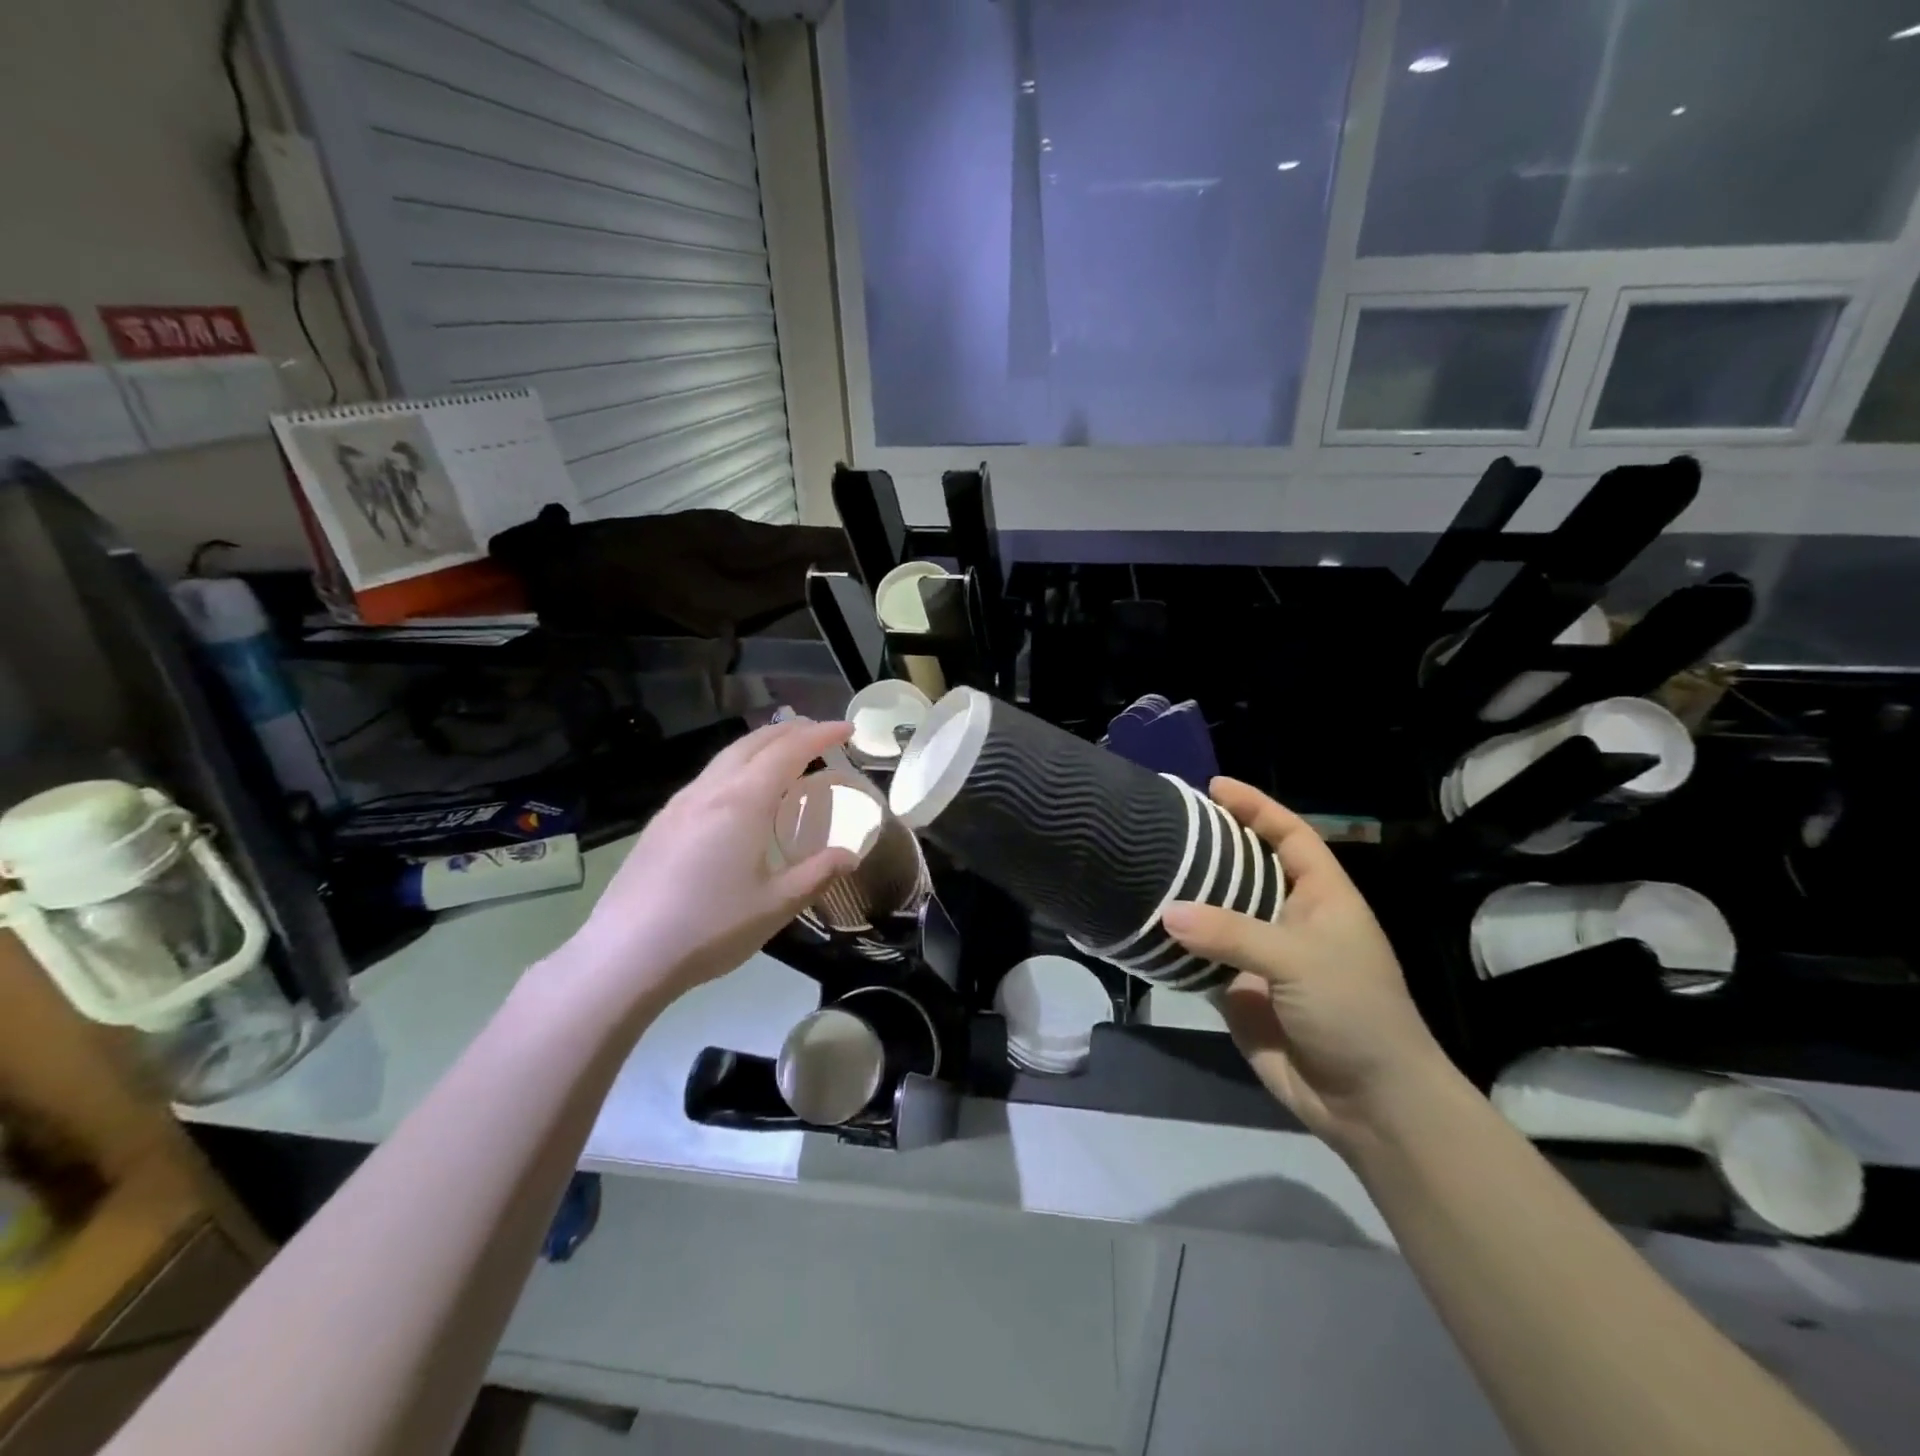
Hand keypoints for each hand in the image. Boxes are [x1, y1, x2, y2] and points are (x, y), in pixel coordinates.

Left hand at [558, 718, 858, 1010]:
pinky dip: (737, 767)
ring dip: (761, 746)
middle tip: (819, 734)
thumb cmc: (710, 928)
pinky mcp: (661, 823)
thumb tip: (849, 855)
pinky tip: (739, 794)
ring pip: (726, 757)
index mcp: (743, 801)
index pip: (789, 750)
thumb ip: (817, 874)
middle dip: (790, 731)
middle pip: (754, 742)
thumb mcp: (777, 905)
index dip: (821, 735)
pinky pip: (708, 777)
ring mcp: (679, 804)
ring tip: (784, 756)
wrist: (625, 954)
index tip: (846, 728)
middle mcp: (710, 790)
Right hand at [1162, 779, 1451, 1151]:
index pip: (1290, 836)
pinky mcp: (1238, 991)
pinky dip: (1175, 944)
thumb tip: (1166, 912)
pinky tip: (1145, 925)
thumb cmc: (1354, 1012)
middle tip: (1164, 826)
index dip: (1257, 808)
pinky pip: (1200, 957)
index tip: (1214, 787)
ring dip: (1186, 895)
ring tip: (1144, 867)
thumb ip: (1233, 932)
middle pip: (1246, 869)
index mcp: (1322, 897)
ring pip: (1217, 913)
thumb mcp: (1301, 960)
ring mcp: (1262, 956)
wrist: (1368, 1103)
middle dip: (1211, 846)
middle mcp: (1290, 918)